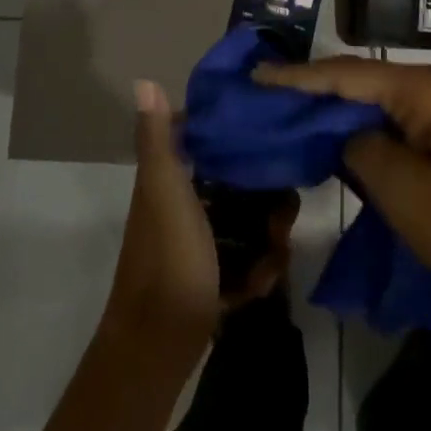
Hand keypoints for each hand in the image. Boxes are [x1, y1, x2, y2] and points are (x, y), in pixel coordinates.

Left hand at [101, 81, 295, 362]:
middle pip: (230, 189)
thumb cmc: (169, 261)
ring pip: (241, 228)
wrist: (158, 349)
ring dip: (265, 240)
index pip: (199, 143)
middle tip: (286, 210)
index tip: (264, 135)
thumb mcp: (166, 193)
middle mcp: (178, 211)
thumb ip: (159, 141)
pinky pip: (242, 265)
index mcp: (165, 184)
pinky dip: (255, 273)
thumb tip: (144, 81)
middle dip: (262, 200)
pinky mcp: (207, 284)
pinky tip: (261, 285)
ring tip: (278, 252)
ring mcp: (193, 250)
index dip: (230, 137)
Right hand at [253, 57, 430, 319]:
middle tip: (270, 99)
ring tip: (299, 116)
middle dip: (318, 90)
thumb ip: (362, 151)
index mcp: (429, 91)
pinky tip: (348, 137)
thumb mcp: (407, 197)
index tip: (256, 76)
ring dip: (346, 109)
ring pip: (387, 100)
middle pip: (366, 80)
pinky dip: (375, 126)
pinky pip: (409, 118)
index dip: (297, 77)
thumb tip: (350, 136)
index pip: (347, 75)